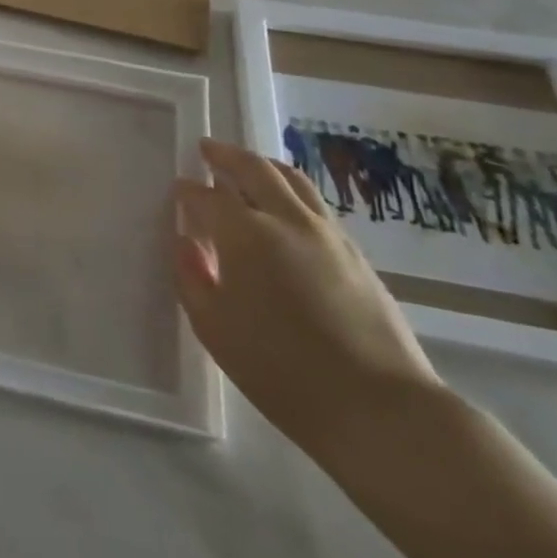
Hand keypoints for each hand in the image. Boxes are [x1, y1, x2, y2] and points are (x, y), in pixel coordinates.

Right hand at [174, 139, 442, 463]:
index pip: (207, 197)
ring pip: (291, 179)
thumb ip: (190, 277)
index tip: (177, 190)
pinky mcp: (356, 254)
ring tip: (246, 166)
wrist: (379, 408)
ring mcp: (327, 233)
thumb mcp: (214, 328)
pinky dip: (290, 190)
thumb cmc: (280, 370)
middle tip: (206, 149)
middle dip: (225, 155)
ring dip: (262, 165)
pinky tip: (284, 207)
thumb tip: (185, 243)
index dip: (188, 191)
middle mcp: (287, 220)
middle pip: (253, 169)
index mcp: (246, 235)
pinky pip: (315, 203)